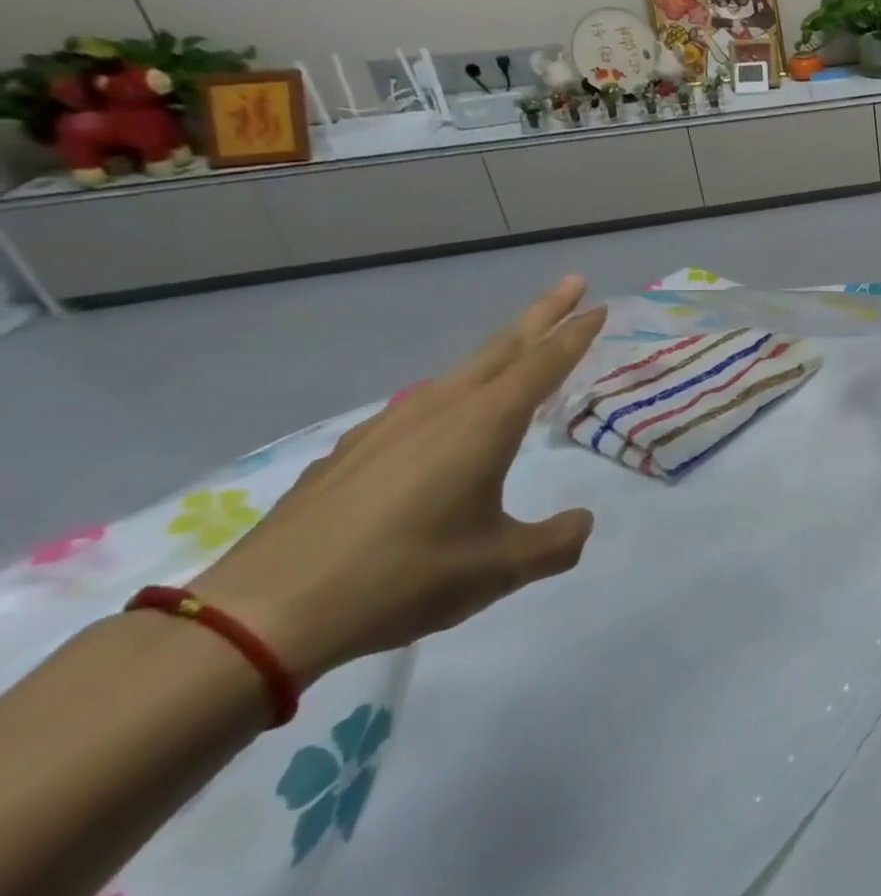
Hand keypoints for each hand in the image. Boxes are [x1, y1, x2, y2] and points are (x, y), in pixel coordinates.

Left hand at [190, 278, 606, 686]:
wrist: (266, 612)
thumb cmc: (404, 577)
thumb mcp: (501, 567)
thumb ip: (556, 542)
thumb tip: (582, 524)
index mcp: (484, 425)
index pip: (543, 364)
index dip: (575, 334)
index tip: (600, 306)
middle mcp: (440, 409)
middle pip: (503, 346)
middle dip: (543, 312)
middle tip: (573, 283)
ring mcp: (389, 424)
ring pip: (459, 372)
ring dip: (498, 354)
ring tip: (519, 355)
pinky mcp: (352, 449)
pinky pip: (420, 404)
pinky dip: (453, 395)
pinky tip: (444, 425)